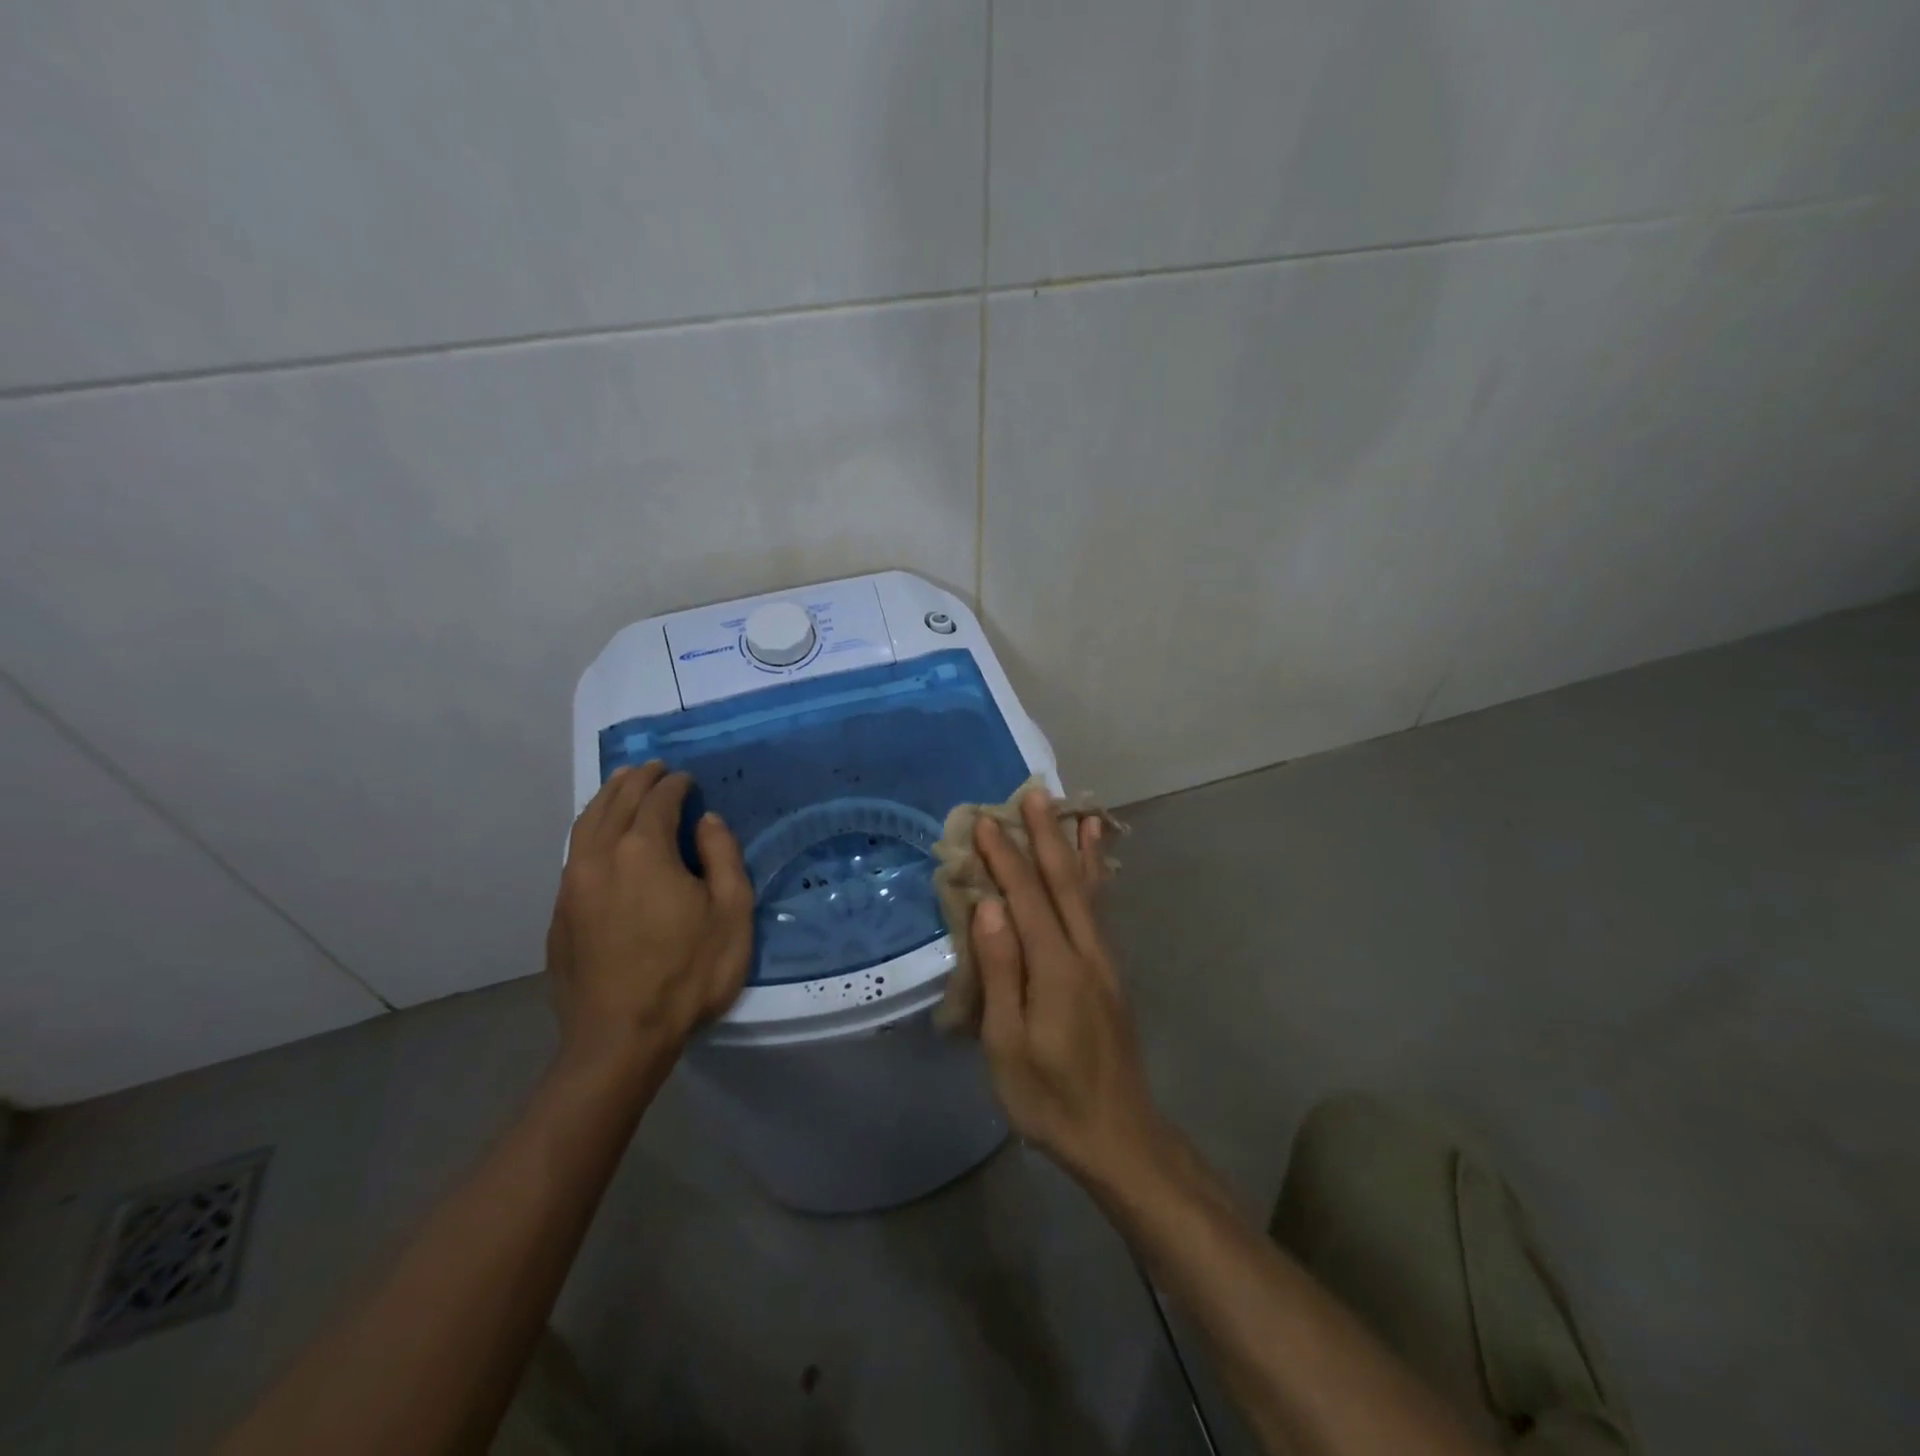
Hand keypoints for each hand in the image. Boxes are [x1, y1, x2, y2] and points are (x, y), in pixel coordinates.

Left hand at [547, 762, 753, 1071]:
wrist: (620, 1038)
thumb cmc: (688, 973)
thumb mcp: (731, 913)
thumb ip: (723, 856)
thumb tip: (706, 820)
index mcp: (644, 850)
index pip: (658, 800)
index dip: (675, 784)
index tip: (687, 779)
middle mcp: (601, 856)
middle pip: (616, 802)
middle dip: (637, 780)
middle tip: (654, 768)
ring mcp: (573, 885)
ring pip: (586, 824)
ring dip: (607, 798)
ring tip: (622, 784)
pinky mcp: (560, 913)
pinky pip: (574, 852)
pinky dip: (590, 829)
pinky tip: (601, 836)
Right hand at [972, 788, 1165, 1188]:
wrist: (1119, 1136)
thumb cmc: (1050, 1097)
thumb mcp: (1009, 1044)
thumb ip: (1002, 971)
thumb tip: (989, 908)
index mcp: (1056, 968)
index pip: (1026, 897)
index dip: (1003, 857)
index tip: (982, 821)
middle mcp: (1085, 952)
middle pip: (1064, 881)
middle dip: (1046, 835)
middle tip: (1034, 793)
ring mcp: (1103, 961)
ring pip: (1088, 891)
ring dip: (1075, 848)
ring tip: (1075, 810)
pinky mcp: (1109, 973)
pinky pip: (1098, 910)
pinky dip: (1094, 878)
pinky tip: (1093, 867)